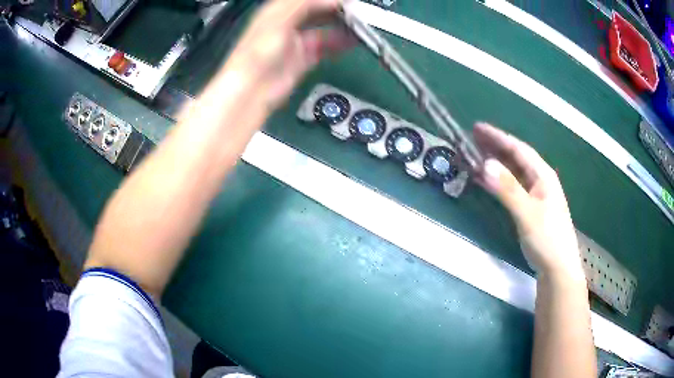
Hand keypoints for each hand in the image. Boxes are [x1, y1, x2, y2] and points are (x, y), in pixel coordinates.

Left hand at [224, 0, 353, 108]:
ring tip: (361, 24)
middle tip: (358, 11)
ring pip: (323, 27)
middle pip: (316, 10)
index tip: (348, 1)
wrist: (252, 90)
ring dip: (341, 25)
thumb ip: (303, 4)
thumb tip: (333, 0)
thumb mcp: (278, 20)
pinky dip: (339, 43)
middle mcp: (288, 23)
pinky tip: (353, 40)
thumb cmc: (259, 50)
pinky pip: (325, 46)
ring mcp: (296, 41)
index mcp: (277, 10)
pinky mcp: (304, 58)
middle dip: (336, 9)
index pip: (306, 0)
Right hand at [473, 123, 584, 280]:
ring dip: (495, 163)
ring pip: (513, 172)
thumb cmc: (547, 239)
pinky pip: (511, 187)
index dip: (498, 137)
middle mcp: (540, 180)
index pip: (518, 149)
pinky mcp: (529, 208)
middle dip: (495, 146)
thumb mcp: (527, 213)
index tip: (477, 128)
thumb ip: (508, 189)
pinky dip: (497, 182)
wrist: (557, 268)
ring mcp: (535, 195)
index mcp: (543, 175)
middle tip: (472, 138)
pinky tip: (486, 181)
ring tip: (474, 156)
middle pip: (515, 157)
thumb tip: (485, 164)